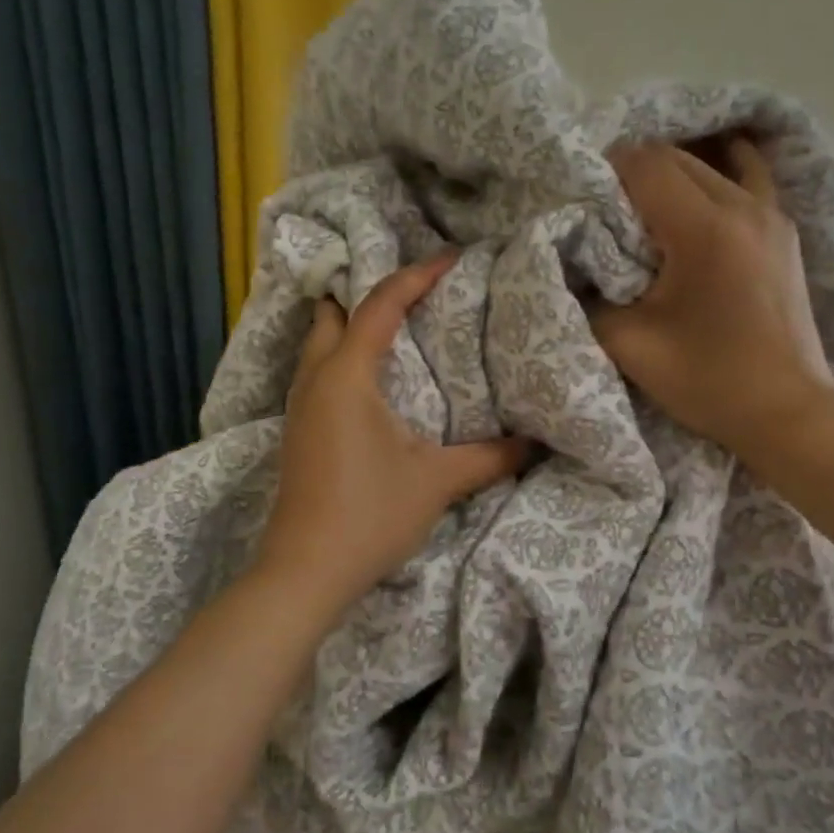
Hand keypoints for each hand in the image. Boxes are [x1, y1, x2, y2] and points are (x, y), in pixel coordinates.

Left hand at [256, 252, 529, 613]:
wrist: (305, 572)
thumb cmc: (371, 515)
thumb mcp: (438, 481)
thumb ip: (490, 457)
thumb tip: (535, 443)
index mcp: (347, 376)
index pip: (380, 306)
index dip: (417, 276)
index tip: (452, 260)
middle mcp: (316, 380)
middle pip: (335, 314)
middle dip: (371, 294)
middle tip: (416, 293)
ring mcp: (300, 408)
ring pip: (320, 344)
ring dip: (352, 326)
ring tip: (397, 327)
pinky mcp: (298, 433)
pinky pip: (318, 373)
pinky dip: (343, 358)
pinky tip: (372, 381)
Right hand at [593, 140, 833, 454]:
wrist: (787, 411)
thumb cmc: (709, 381)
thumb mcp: (630, 346)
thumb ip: (590, 299)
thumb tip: (575, 267)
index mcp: (705, 229)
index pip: (644, 164)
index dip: (605, 173)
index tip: (584, 204)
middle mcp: (743, 206)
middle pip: (675, 158)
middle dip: (633, 175)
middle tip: (608, 215)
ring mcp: (771, 214)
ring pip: (709, 166)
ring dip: (670, 179)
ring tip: (646, 214)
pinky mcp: (783, 231)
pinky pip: (745, 180)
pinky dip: (714, 180)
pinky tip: (697, 199)